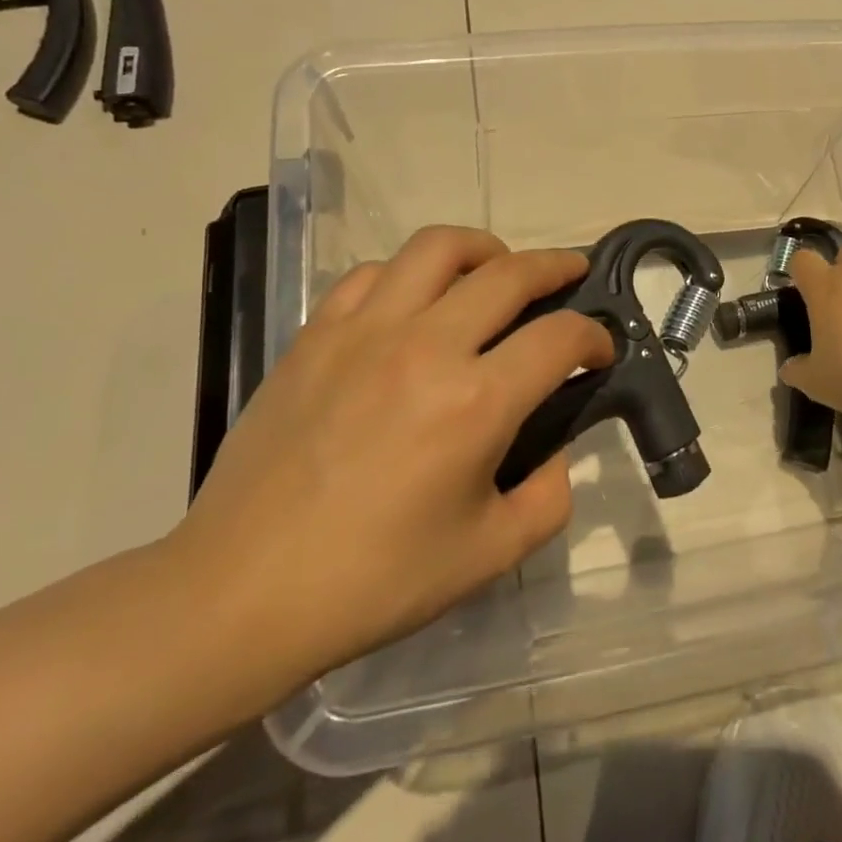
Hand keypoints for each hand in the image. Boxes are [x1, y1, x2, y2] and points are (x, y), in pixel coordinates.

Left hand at [166, 226, 611, 708]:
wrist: (241, 593)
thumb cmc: (374, 581)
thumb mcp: (490, 555)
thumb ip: (549, 496)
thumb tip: (555, 450)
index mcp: (476, 402)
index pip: (560, 337)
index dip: (594, 336)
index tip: (600, 349)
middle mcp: (426, 346)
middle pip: (510, 272)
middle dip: (557, 267)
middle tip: (573, 275)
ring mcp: (365, 330)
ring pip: (438, 247)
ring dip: (484, 249)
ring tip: (496, 269)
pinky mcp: (316, 334)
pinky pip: (373, 273)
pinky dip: (410, 274)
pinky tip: (415, 303)